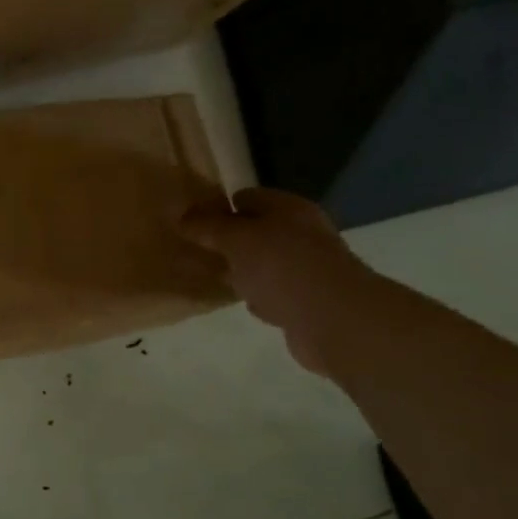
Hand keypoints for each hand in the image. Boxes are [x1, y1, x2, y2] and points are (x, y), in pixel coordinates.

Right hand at [180, 188, 378, 377]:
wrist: (335, 320)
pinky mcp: (307, 301)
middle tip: (194, 252)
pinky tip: (242, 303)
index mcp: (288, 209)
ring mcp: (306, 268)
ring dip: (241, 270)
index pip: (246, 197)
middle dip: (226, 241)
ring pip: (263, 263)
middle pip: (256, 231)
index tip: (191, 225)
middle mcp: (301, 233)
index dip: (218, 207)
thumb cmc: (282, 268)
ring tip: (210, 278)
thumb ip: (207, 226)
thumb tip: (182, 216)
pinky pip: (273, 292)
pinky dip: (258, 296)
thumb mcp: (236, 239)